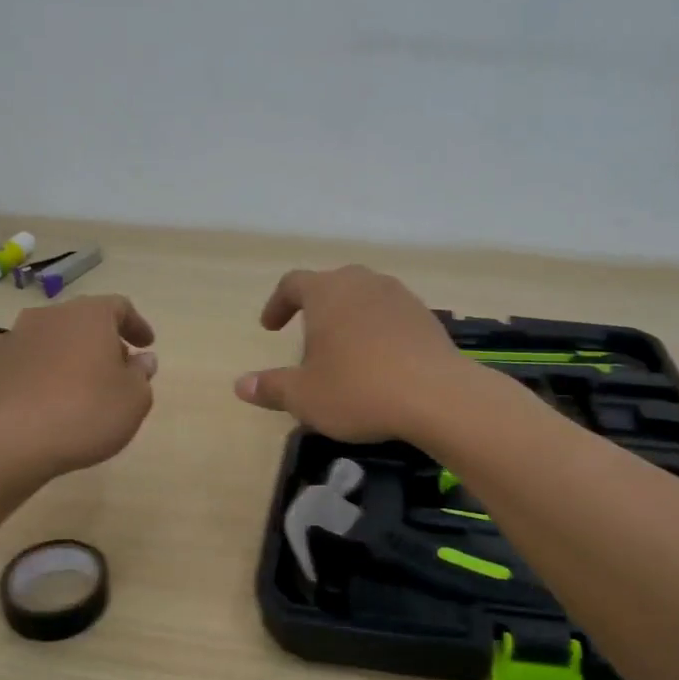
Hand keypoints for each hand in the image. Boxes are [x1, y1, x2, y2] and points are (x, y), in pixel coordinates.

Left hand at [0, 296, 157, 477]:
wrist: (12, 442)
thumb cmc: (86, 414)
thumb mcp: (134, 400)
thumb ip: (141, 374)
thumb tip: (142, 358)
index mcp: (90, 315)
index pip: (120, 307)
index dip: (136, 325)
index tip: (146, 345)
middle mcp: (50, 315)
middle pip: (81, 319)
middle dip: (99, 340)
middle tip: (113, 369)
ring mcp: (13, 335)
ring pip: (45, 334)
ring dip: (61, 350)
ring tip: (71, 379)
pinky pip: (3, 351)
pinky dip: (16, 360)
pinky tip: (20, 376)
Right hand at [234, 266, 470, 442]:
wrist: (437, 396)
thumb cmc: (358, 389)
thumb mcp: (305, 396)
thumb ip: (271, 387)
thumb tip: (241, 385)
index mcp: (326, 292)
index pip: (293, 283)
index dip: (278, 304)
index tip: (271, 327)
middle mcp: (363, 283)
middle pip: (331, 285)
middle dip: (316, 309)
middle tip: (309, 339)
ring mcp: (399, 296)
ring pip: (364, 298)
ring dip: (349, 318)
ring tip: (345, 351)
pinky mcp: (427, 316)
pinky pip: (391, 316)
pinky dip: (378, 331)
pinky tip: (380, 362)